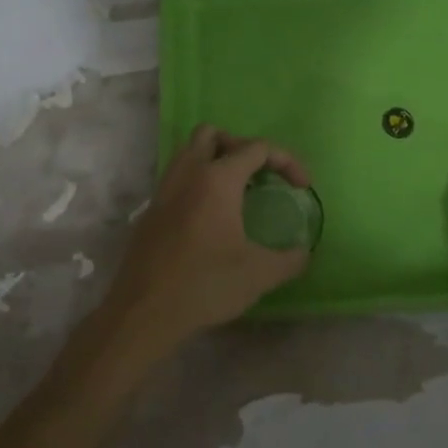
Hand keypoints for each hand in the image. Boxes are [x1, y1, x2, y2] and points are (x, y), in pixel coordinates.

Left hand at [105, 124, 311, 356]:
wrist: (143, 312)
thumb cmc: (205, 285)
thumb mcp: (259, 275)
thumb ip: (290, 259)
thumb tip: (304, 253)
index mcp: (217, 179)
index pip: (257, 148)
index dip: (286, 161)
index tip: (302, 187)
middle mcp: (188, 173)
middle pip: (214, 135)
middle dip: (242, 147)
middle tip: (260, 176)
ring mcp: (164, 189)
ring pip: (189, 152)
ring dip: (215, 160)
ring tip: (236, 191)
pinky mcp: (151, 210)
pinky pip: (177, 177)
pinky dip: (197, 182)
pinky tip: (210, 216)